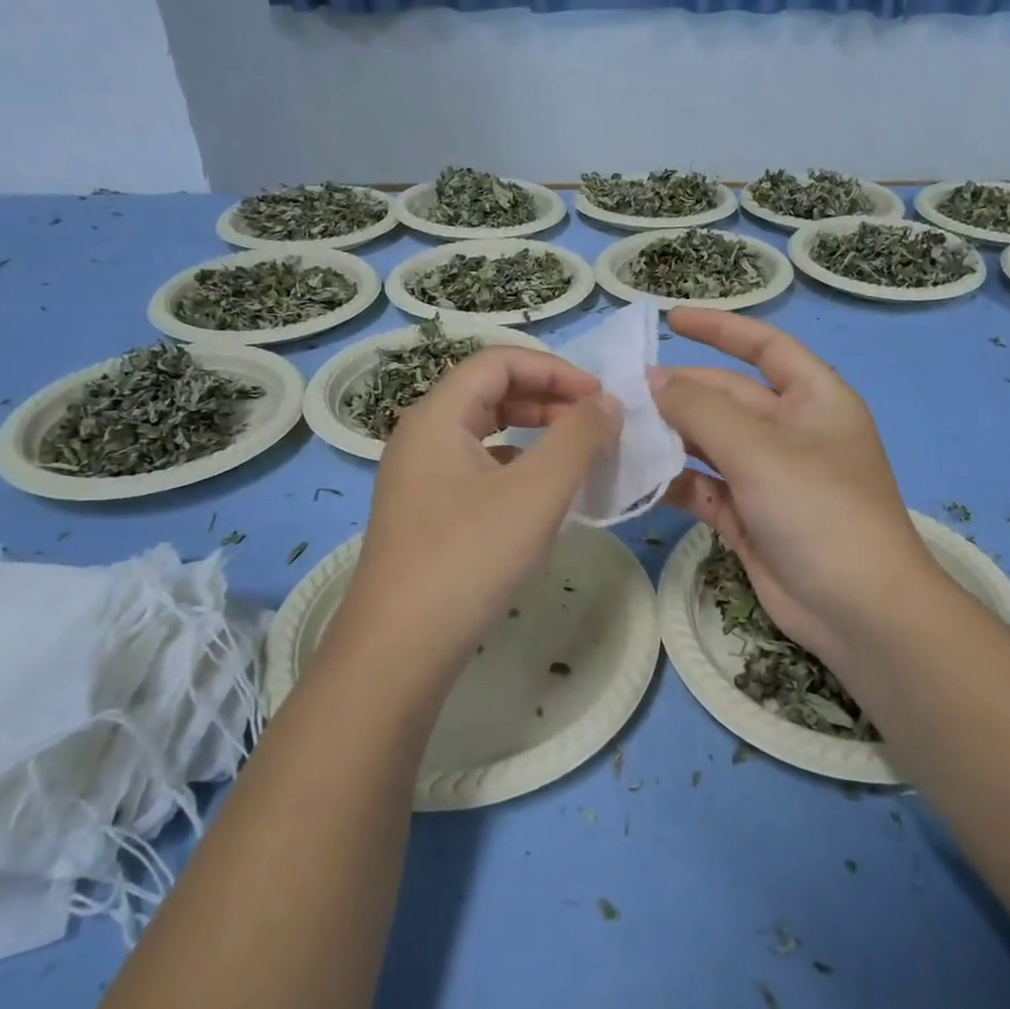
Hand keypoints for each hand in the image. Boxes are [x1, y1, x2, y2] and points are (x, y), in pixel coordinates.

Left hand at [320, 347, 620, 691]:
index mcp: (437, 416)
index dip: (555, 369)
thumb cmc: (469, 557)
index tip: (600, 397)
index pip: (498, 361)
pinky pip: (478, 468)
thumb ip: (579, 438)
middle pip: (489, 392)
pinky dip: (517, 466)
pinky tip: (542, 494)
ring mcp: (420, 477)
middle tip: (594, 424)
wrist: (401, 646)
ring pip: (484, 432)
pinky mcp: (427, 512)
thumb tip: (608, 403)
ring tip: (576, 455)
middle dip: (548, 399)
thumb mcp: (537, 492)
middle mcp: (421, 436)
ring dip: (534, 432)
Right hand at [651, 308, 936, 664]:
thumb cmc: (820, 510)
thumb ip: (701, 411)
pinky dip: (674, 482)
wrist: (857, 609)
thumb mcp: (759, 450)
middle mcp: (792, 432)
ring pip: (711, 444)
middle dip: (681, 392)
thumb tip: (654, 382)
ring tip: (619, 430)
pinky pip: (705, 488)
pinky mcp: (749, 517)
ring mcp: (769, 477)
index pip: (765, 347)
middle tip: (623, 391)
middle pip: (728, 397)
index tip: (670, 319)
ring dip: (671, 438)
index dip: (720, 328)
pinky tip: (636, 477)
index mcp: (814, 399)